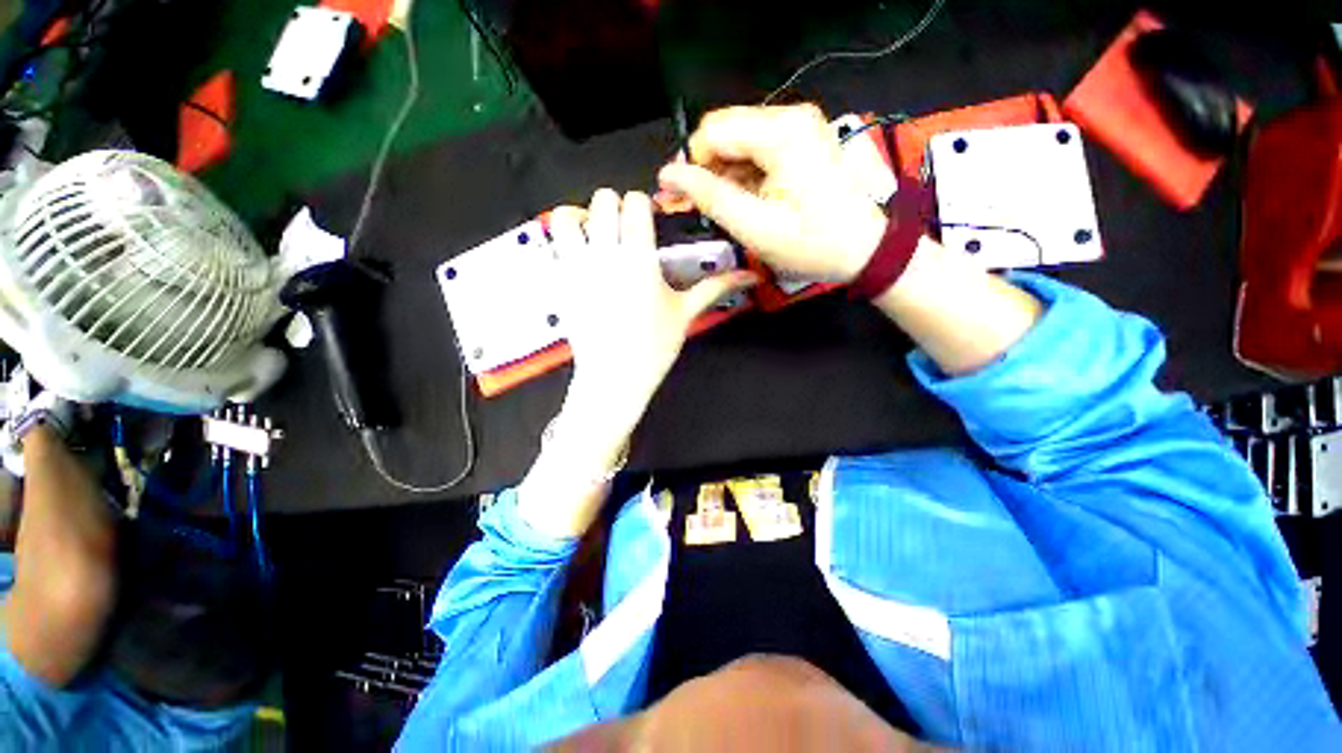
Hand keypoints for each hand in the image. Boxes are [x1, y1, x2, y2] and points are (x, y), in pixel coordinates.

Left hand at [550, 189, 756, 415]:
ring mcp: (576, 267)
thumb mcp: (685, 313)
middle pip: (602, 200)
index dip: (643, 206)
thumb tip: (749, 275)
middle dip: (615, 207)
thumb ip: (714, 287)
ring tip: (594, 234)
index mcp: (639, 258)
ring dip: (581, 217)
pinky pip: (552, 246)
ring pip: (566, 217)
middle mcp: (605, 254)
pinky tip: (579, 257)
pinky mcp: (559, 282)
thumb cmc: (653, 347)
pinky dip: (562, 241)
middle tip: (625, 230)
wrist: (614, 377)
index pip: (635, 203)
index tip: (649, 221)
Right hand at [657, 104, 888, 282]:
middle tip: (693, 206)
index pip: (713, 130)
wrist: (863, 250)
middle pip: (726, 132)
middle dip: (704, 170)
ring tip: (718, 210)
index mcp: (781, 133)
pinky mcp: (802, 142)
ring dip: (722, 175)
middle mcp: (790, 117)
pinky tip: (742, 202)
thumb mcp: (755, 227)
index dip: (688, 163)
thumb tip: (668, 175)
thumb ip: (710, 197)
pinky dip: (742, 176)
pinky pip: (757, 151)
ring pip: (739, 143)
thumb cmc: (811, 244)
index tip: (676, 197)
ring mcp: (799, 128)